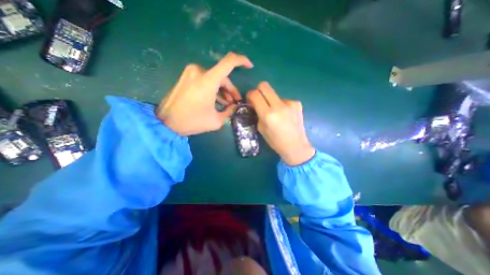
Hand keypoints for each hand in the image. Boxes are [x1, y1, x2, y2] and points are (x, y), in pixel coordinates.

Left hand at [157, 52, 253, 135]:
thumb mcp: (216, 121)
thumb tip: (234, 107)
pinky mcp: (186, 77)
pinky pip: (205, 80)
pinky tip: (216, 101)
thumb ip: (229, 112)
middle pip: (223, 76)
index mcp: (208, 80)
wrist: (166, 123)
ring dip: (222, 91)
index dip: (242, 61)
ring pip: (214, 79)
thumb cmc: (192, 121)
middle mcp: (199, 71)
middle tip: (235, 102)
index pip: (229, 62)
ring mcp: (191, 73)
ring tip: (227, 104)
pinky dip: (213, 89)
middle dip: (231, 90)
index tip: (250, 66)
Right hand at [247, 82, 314, 164]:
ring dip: (271, 101)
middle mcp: (279, 106)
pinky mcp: (297, 103)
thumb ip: (257, 114)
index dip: (250, 94)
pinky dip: (281, 105)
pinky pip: (284, 100)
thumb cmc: (276, 141)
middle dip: (258, 90)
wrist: (296, 146)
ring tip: (276, 113)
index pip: (255, 94)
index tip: (250, 99)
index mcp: (268, 114)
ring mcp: (290, 103)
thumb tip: (256, 104)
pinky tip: (285, 115)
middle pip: (264, 85)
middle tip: (259, 100)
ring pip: (274, 94)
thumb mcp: (261, 129)